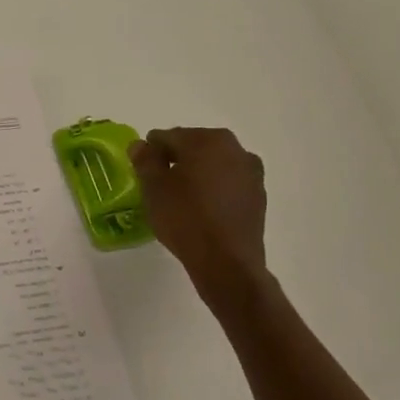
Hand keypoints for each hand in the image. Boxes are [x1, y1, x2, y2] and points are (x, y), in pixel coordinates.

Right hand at [130, 127, 268, 291]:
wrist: (226, 262)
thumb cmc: (185, 218)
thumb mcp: (153, 187)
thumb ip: (145, 160)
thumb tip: (141, 145)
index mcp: (206, 140)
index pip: (168, 137)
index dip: (151, 152)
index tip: (142, 170)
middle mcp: (234, 148)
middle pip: (194, 146)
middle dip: (176, 160)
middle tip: (159, 183)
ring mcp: (251, 172)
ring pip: (214, 164)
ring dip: (197, 173)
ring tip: (181, 198)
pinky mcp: (259, 195)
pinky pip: (228, 183)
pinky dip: (214, 189)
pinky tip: (202, 209)